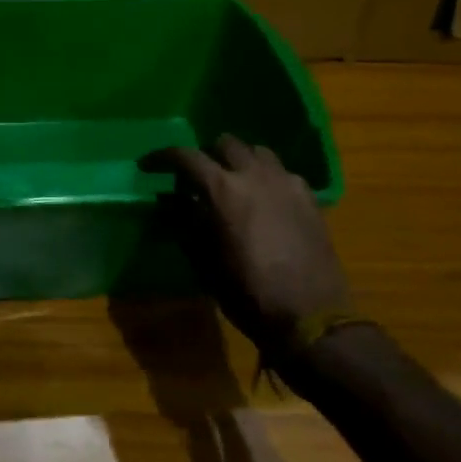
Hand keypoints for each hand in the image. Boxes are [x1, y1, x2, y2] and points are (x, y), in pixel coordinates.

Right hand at [146, 135, 349, 346]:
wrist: (311, 318)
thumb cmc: (248, 292)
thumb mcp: (205, 261)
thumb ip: (186, 221)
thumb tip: (171, 199)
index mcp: (223, 190)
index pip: (186, 156)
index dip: (163, 157)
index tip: (149, 165)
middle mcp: (255, 176)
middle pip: (226, 143)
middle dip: (208, 154)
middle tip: (199, 175)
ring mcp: (287, 184)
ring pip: (258, 152)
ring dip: (241, 160)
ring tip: (234, 181)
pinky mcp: (310, 199)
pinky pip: (284, 173)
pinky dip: (268, 177)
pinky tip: (266, 199)